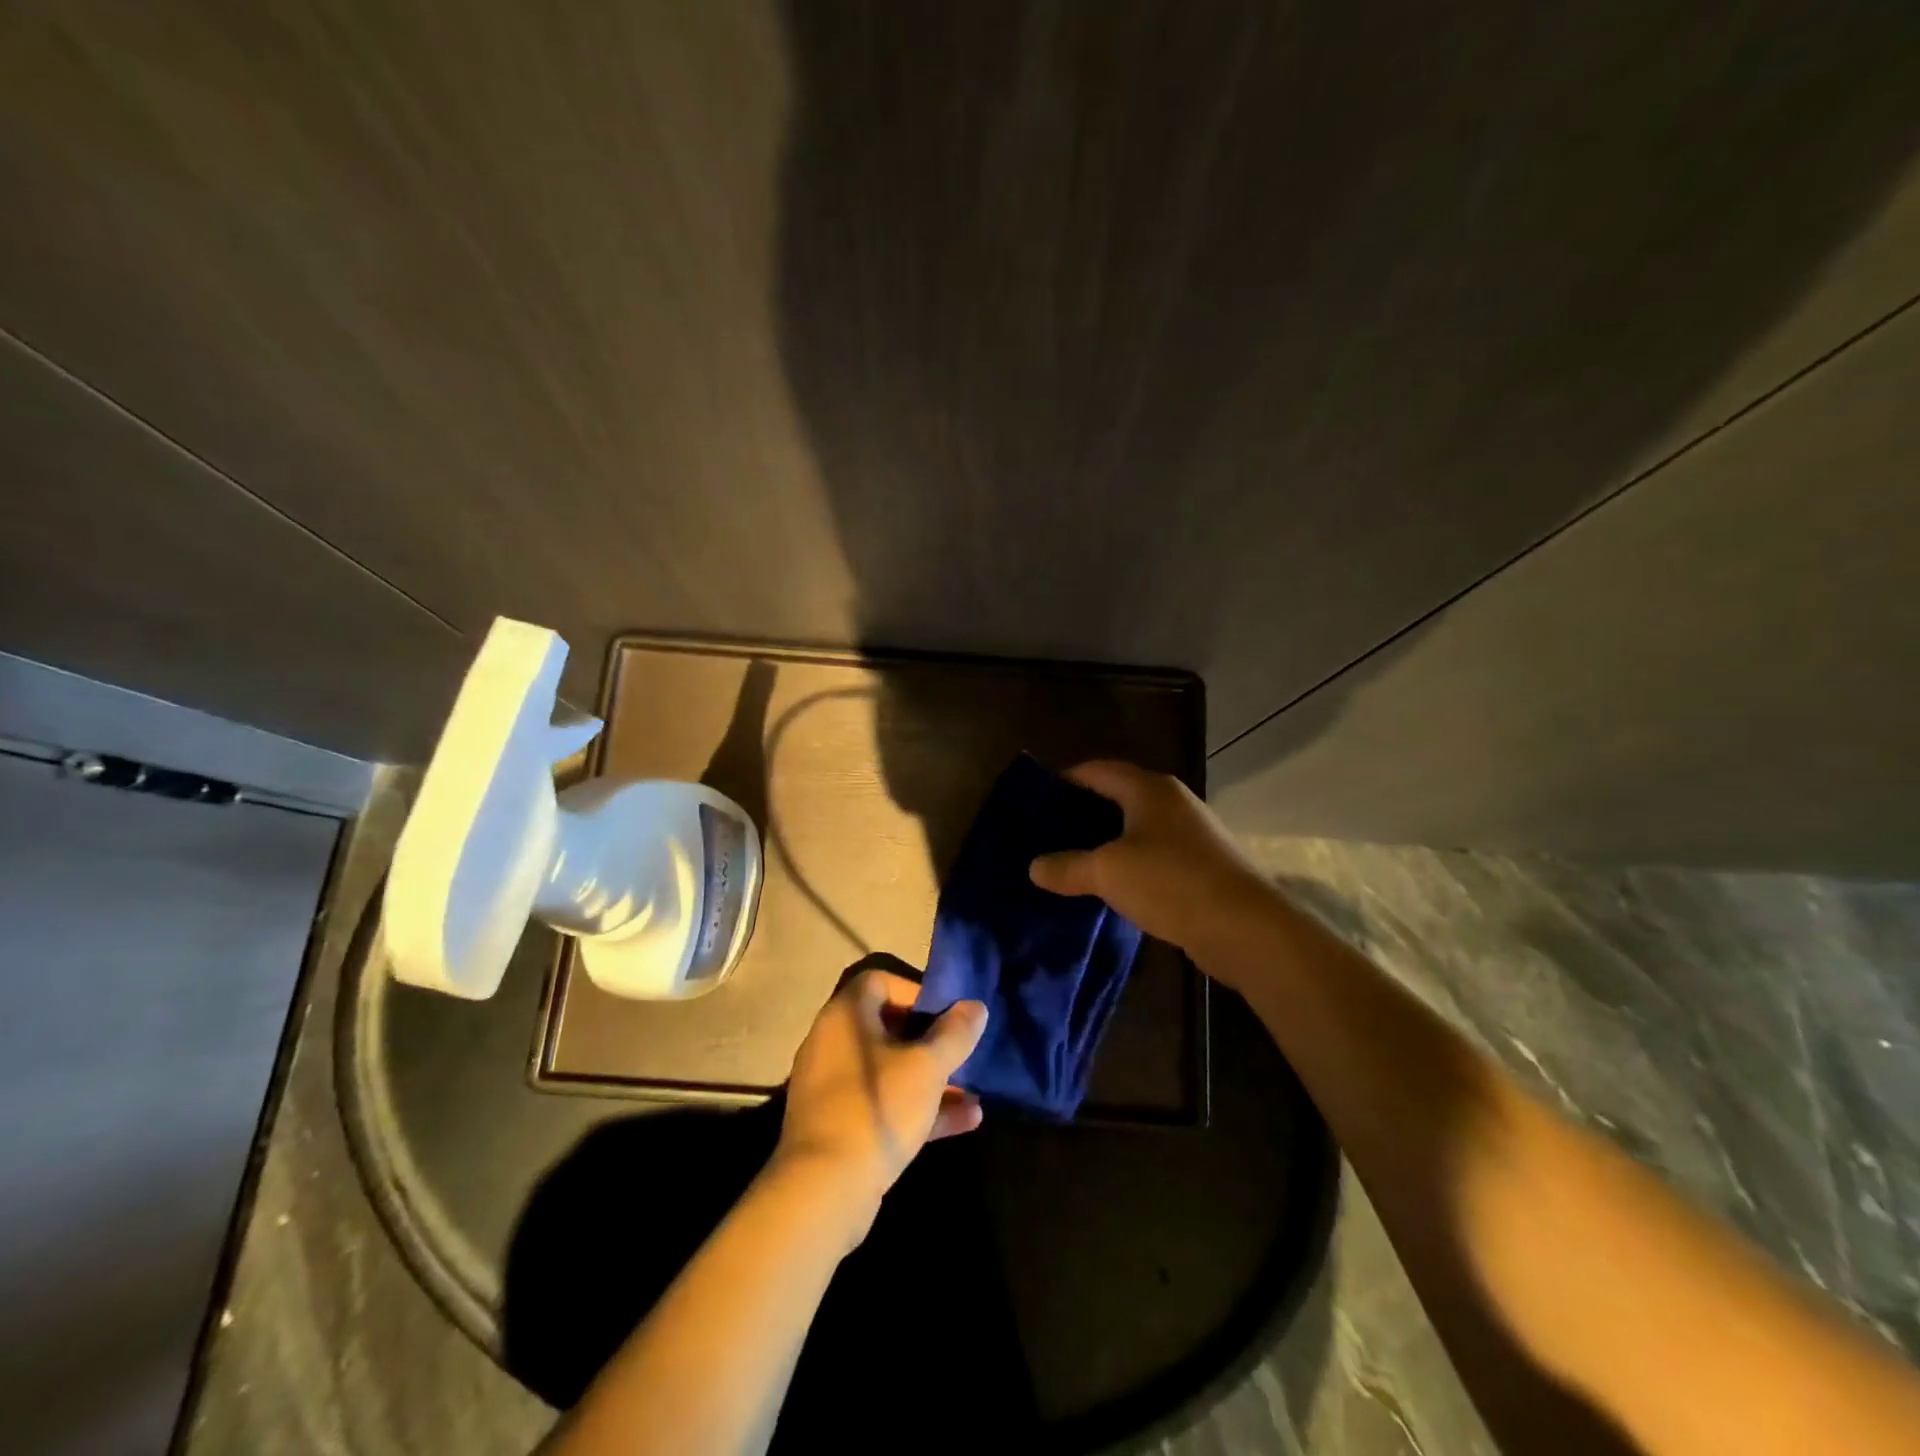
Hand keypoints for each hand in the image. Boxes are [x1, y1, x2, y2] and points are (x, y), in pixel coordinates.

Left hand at [775, 970, 987, 1235]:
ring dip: (931, 1078)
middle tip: (962, 1052)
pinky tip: (965, 1122)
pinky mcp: (838, 1125)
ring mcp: (833, 1086)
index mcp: (846, 1016)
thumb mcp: (927, 1068)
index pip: (880, 981)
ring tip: (974, 1092)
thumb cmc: (877, 1108)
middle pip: (888, 1026)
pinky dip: (917, 1107)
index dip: (917, 991)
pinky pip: (882, 1102)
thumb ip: (955, 1034)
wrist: (823, 1192)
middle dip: (931, 1040)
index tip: (948, 1013)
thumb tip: (976, 1006)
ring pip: (889, 1069)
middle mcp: (833, 1042)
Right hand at [1028, 760, 1273, 962]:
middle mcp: (1172, 803)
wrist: (1244, 927)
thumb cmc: (1170, 882)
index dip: (1066, 779)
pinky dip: (1127, 864)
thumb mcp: (1107, 871)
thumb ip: (1068, 866)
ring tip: (1070, 859)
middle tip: (1046, 832)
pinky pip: (1152, 856)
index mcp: (1149, 789)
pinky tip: (1108, 886)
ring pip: (1136, 829)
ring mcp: (1190, 835)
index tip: (1036, 799)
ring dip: (1105, 842)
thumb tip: (1035, 866)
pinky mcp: (1200, 867)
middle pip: (1118, 797)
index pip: (1098, 770)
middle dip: (1082, 812)